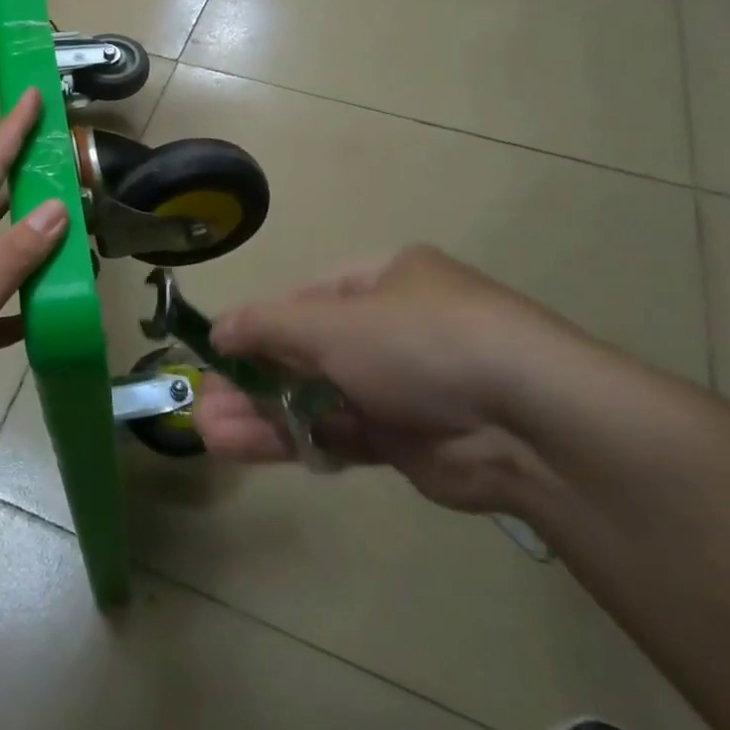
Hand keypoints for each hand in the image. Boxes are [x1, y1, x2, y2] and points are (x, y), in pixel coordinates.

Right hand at [192, 245, 603, 513]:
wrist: (528, 422)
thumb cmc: (419, 342)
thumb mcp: (332, 321)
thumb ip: (267, 325)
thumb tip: (218, 330)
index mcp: (380, 281)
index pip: (302, 300)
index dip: (255, 325)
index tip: (215, 351)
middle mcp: (389, 329)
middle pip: (303, 353)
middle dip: (250, 377)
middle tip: (201, 402)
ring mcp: (399, 387)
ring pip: (314, 398)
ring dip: (261, 413)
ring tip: (206, 430)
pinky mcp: (405, 440)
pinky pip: (337, 434)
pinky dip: (293, 439)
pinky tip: (244, 448)